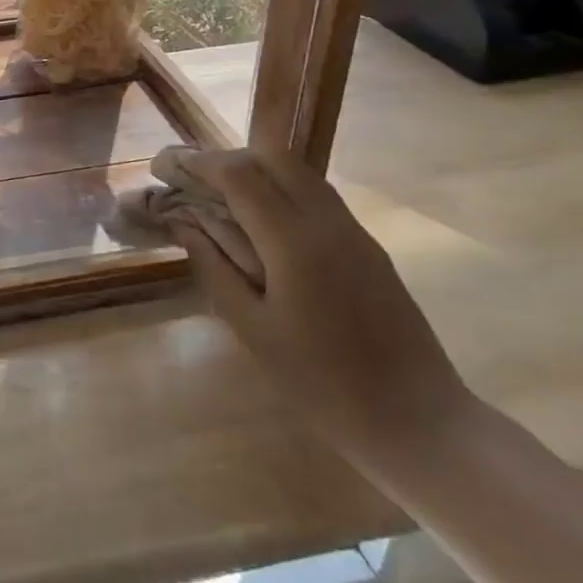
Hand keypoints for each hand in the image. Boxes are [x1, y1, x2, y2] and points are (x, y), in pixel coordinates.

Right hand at [169, 149, 474, 466]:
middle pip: (271, 158)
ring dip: (255, 170)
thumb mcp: (253, 329)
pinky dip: (280, 189)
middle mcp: (326, 221)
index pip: (238, 175)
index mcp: (293, 241)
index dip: (195, 163)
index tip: (162, 167)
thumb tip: (183, 224)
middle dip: (225, 159)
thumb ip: (215, 267)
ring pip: (298, 172)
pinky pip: (316, 195)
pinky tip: (261, 221)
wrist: (420, 423)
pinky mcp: (368, 246)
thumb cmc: (323, 385)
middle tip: (191, 179)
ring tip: (220, 195)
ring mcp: (353, 231)